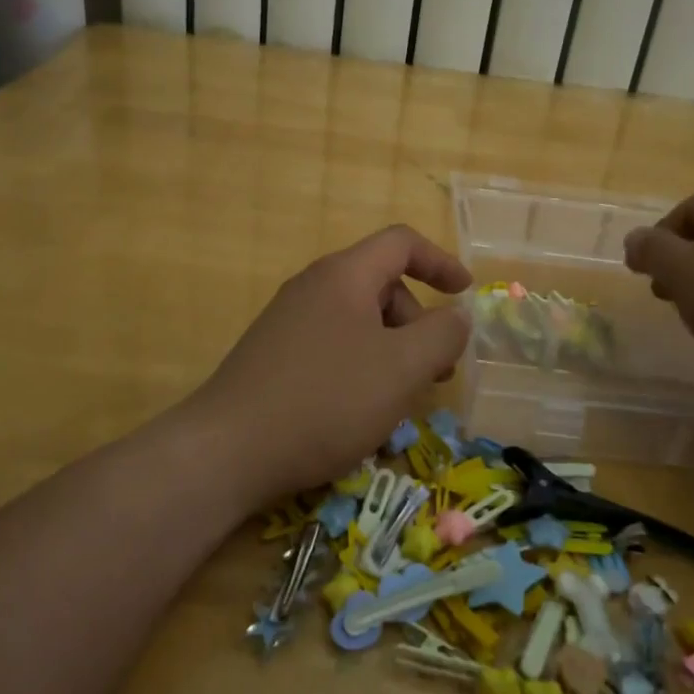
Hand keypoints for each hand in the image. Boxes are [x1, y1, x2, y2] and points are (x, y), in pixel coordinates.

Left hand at [191, 225, 472, 500]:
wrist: (228, 450)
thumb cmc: (327, 399)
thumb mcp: (402, 368)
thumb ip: (442, 335)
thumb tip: (457, 316)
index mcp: (344, 275)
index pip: (401, 243)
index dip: (440, 262)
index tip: (466, 294)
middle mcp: (312, 287)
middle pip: (381, 284)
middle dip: (418, 321)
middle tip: (435, 370)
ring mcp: (288, 322)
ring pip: (357, 321)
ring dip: (392, 349)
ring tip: (400, 398)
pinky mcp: (273, 356)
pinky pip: (332, 345)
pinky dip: (361, 365)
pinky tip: (359, 410)